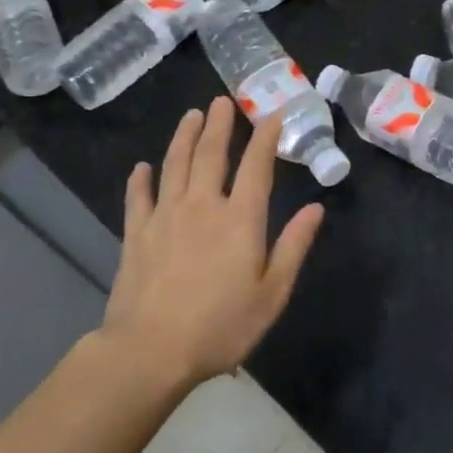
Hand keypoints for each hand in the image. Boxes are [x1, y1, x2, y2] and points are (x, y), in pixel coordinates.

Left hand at [101, 98, 324, 388]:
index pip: (257, 166)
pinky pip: (138, 198)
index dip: (267, 137)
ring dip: (184, 137)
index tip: (273, 113)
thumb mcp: (272, 294)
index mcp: (240, 219)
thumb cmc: (220, 327)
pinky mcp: (136, 235)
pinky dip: (140, 180)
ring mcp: (165, 217)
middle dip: (220, 124)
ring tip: (191, 115)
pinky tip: (142, 167)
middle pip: (211, 154)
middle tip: (223, 100)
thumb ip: (294, 246)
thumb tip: (315, 207)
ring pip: (175, 165)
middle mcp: (203, 206)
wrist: (149, 352)